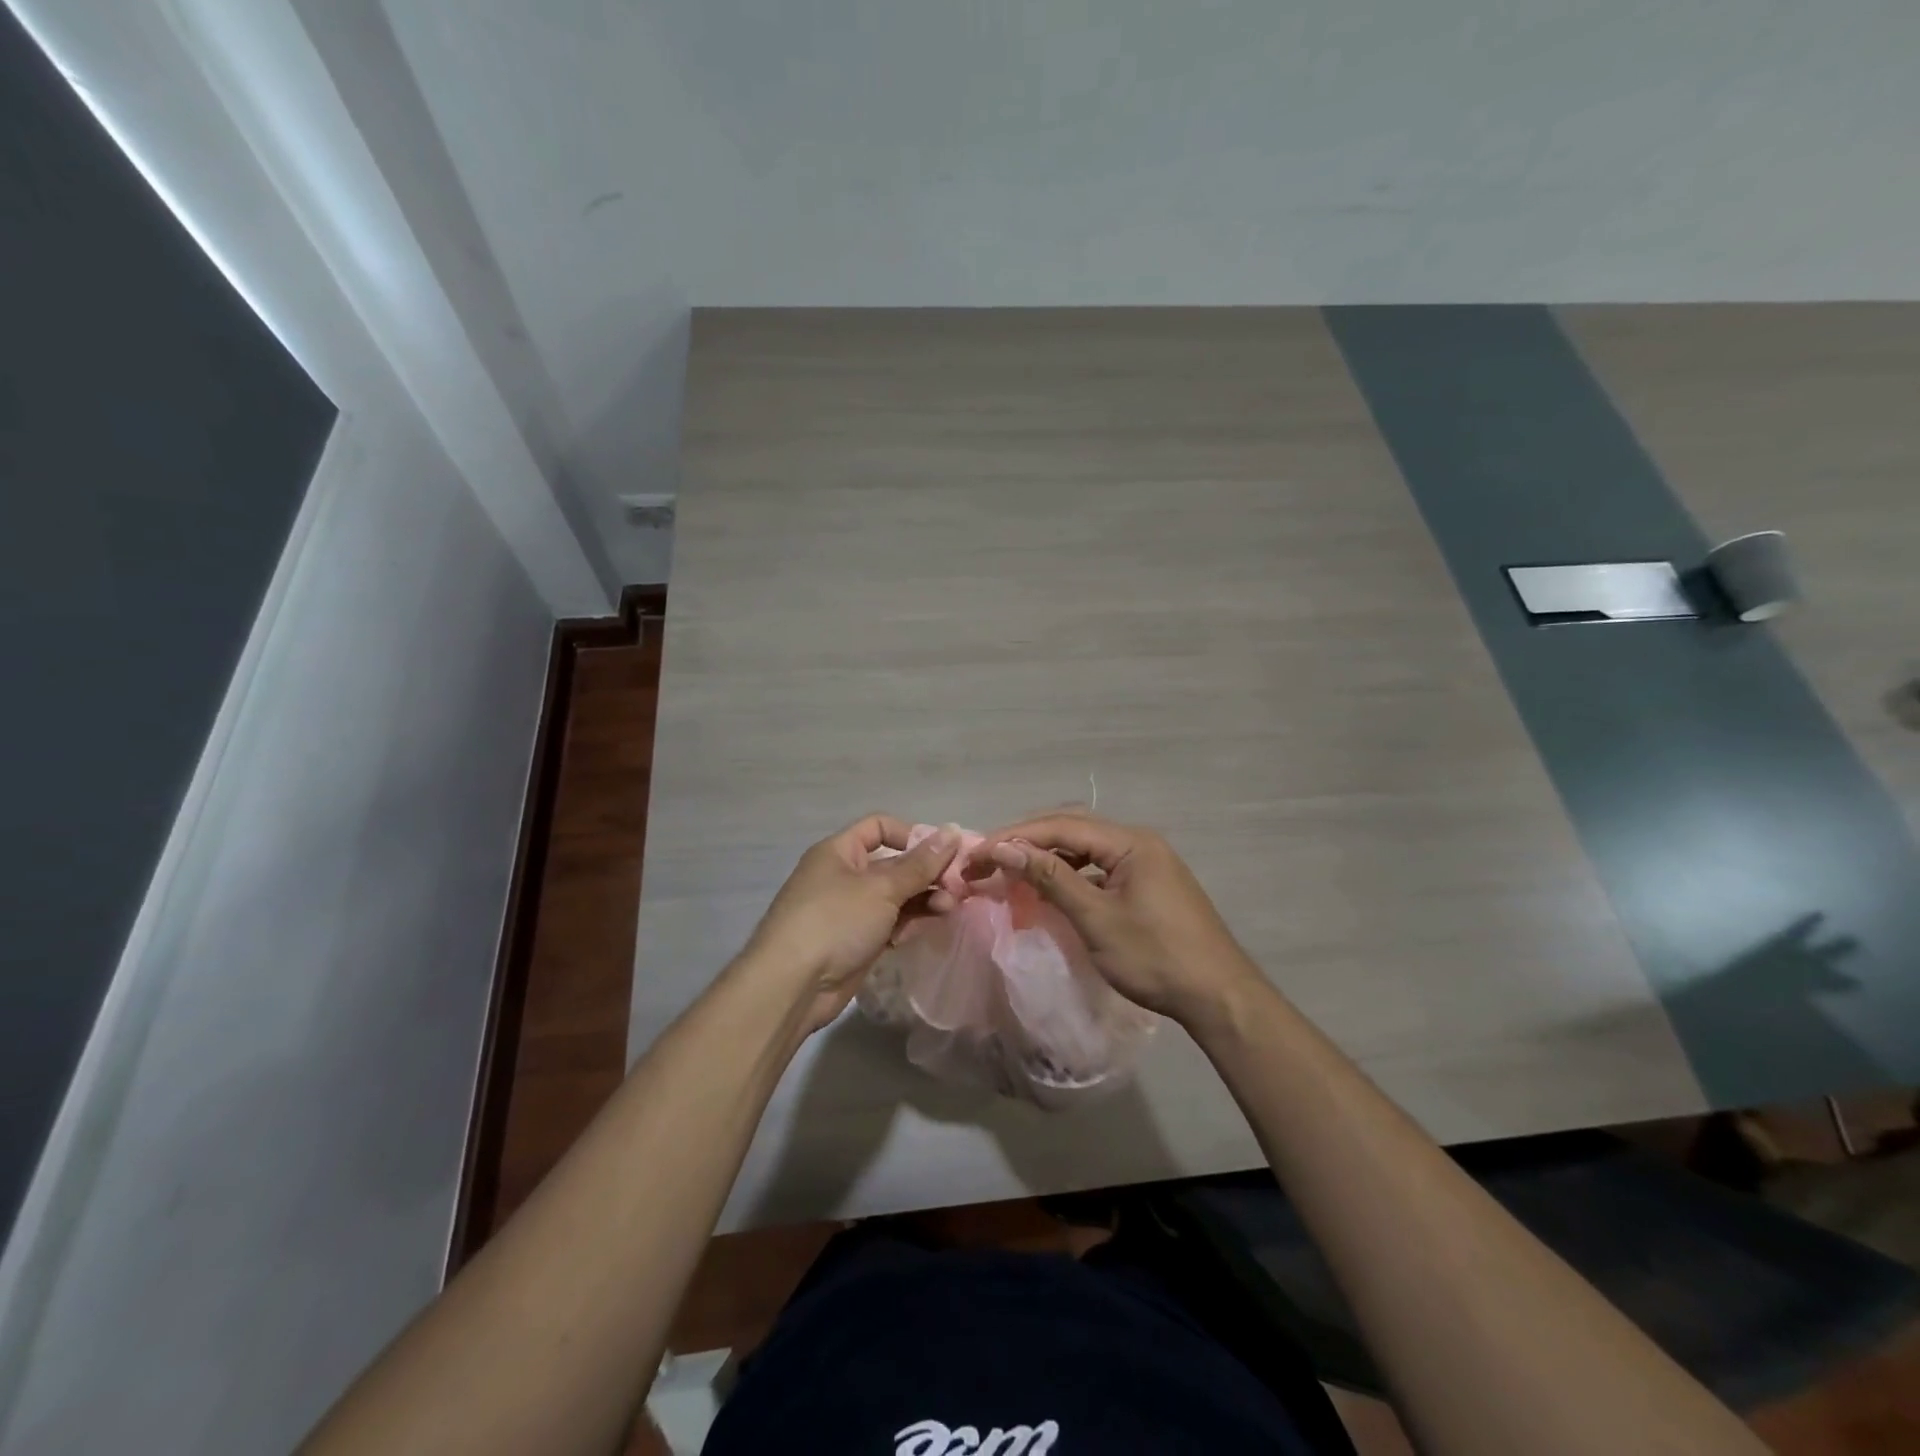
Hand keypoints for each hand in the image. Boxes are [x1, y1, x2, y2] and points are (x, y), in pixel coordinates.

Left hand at [741, 815, 961, 1033]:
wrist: (792, 985)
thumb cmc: (835, 921)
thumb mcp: (882, 887)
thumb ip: (921, 863)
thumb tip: (953, 831)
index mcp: (839, 852)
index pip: (879, 827)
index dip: (912, 835)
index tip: (942, 853)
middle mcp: (843, 876)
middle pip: (893, 864)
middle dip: (926, 873)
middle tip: (956, 887)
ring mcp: (849, 911)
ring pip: (894, 896)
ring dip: (922, 899)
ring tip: (948, 908)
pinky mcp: (855, 941)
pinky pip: (888, 923)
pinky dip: (907, 923)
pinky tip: (925, 928)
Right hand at [971, 811, 1263, 1026]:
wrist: (1218, 996)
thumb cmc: (1155, 957)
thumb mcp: (1096, 918)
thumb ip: (1051, 878)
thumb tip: (1005, 848)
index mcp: (1130, 842)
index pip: (1062, 825)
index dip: (1017, 836)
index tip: (979, 852)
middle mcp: (1138, 842)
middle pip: (1073, 828)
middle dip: (1028, 841)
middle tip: (988, 859)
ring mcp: (1145, 862)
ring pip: (1085, 847)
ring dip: (1047, 855)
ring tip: (1011, 870)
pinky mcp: (1146, 883)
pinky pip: (1098, 866)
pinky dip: (1069, 872)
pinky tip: (1049, 886)